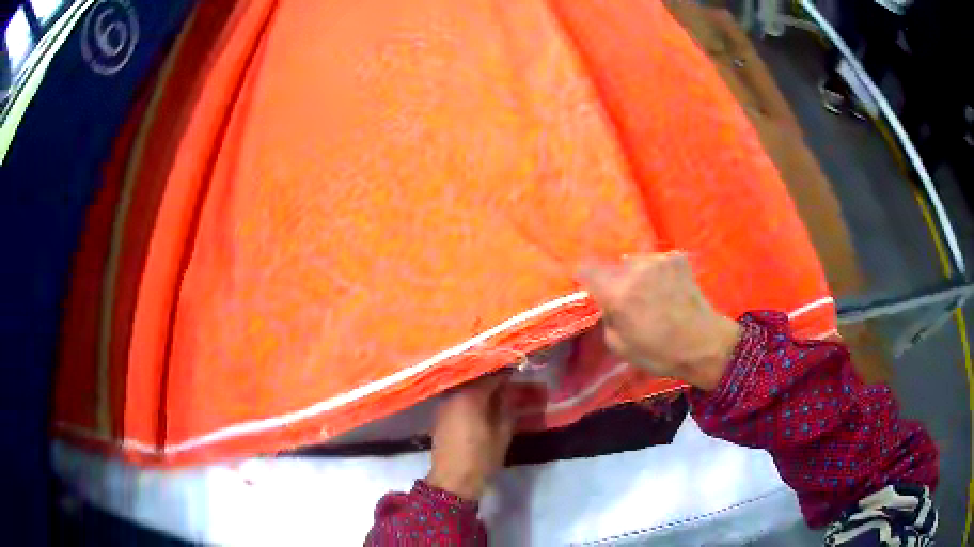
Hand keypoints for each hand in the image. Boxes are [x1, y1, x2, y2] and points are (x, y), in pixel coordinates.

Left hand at [426, 372, 514, 500]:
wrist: (452, 480)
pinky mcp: (439, 415)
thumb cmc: (481, 457)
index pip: (491, 376)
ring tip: (496, 390)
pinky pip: (457, 398)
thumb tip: (510, 390)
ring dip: (479, 386)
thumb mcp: (502, 433)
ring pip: (464, 388)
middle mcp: (453, 395)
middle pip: (474, 379)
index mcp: (470, 396)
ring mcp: (443, 405)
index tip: (519, 371)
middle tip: (508, 380)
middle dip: (491, 377)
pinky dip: (469, 397)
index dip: (506, 373)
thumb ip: (507, 407)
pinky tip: (481, 403)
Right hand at [577, 253, 740, 390]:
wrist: (703, 344)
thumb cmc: (659, 352)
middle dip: (615, 280)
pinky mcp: (676, 257)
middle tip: (627, 299)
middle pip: (612, 266)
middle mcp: (634, 269)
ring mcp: (657, 260)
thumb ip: (606, 318)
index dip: (585, 278)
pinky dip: (657, 272)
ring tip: (651, 294)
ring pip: (635, 262)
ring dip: (636, 275)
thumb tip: (606, 304)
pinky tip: (668, 288)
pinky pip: (656, 261)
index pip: (586, 268)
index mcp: (617, 293)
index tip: (590, 288)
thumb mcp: (619, 346)